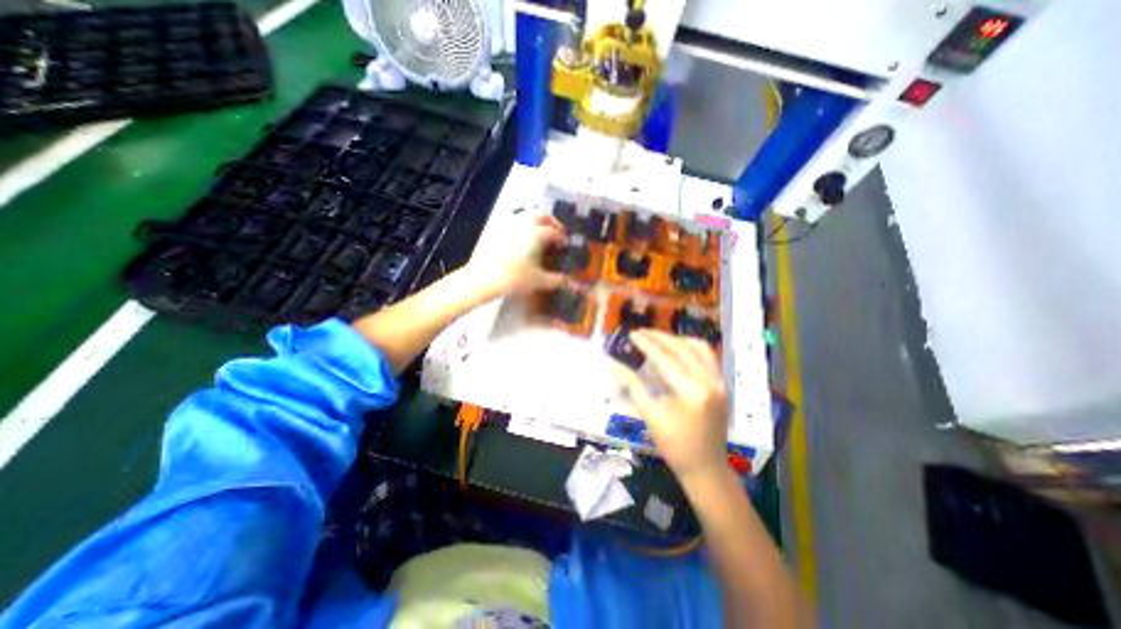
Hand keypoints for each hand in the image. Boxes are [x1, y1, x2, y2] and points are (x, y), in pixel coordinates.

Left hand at [464, 212, 569, 297]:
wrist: (481, 279)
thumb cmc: (514, 278)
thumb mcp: (538, 281)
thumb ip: (556, 280)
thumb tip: (565, 279)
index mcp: (536, 233)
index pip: (554, 232)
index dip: (562, 239)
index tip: (565, 246)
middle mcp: (523, 223)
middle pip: (541, 215)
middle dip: (552, 222)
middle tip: (556, 232)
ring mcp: (506, 224)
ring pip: (525, 216)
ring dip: (535, 222)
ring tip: (539, 236)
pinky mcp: (493, 230)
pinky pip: (512, 223)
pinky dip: (521, 227)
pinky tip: (520, 240)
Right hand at [612, 332, 726, 484]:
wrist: (706, 467)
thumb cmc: (674, 446)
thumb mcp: (650, 416)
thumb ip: (633, 386)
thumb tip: (615, 365)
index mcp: (691, 393)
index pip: (665, 359)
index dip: (646, 345)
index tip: (632, 334)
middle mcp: (709, 382)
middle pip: (682, 349)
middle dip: (659, 337)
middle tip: (641, 332)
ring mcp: (720, 382)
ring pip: (699, 348)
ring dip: (677, 339)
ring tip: (658, 338)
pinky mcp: (722, 385)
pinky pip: (708, 357)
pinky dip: (691, 348)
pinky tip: (678, 348)